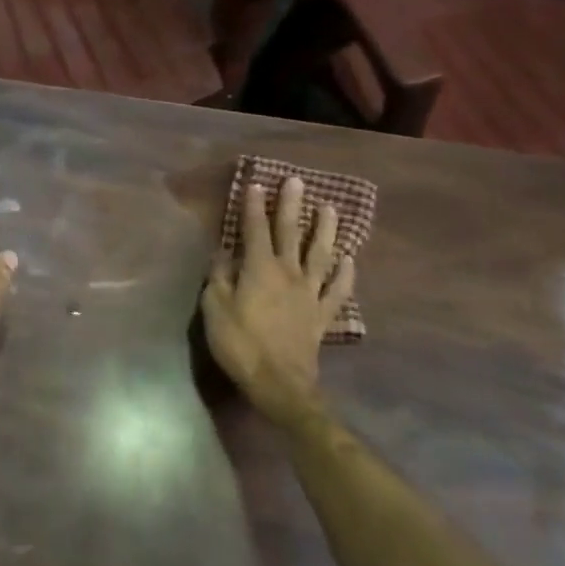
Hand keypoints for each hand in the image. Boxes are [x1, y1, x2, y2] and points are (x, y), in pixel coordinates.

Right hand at [201, 176, 353, 431]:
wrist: (279, 384)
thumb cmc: (240, 344)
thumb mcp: (215, 308)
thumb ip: (219, 277)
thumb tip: (223, 253)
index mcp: (259, 268)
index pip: (254, 229)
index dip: (254, 206)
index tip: (256, 184)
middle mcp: (288, 273)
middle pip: (291, 233)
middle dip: (291, 206)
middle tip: (296, 182)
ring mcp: (310, 293)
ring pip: (321, 254)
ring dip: (325, 229)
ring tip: (330, 208)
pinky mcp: (322, 315)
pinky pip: (338, 290)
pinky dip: (345, 274)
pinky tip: (349, 260)